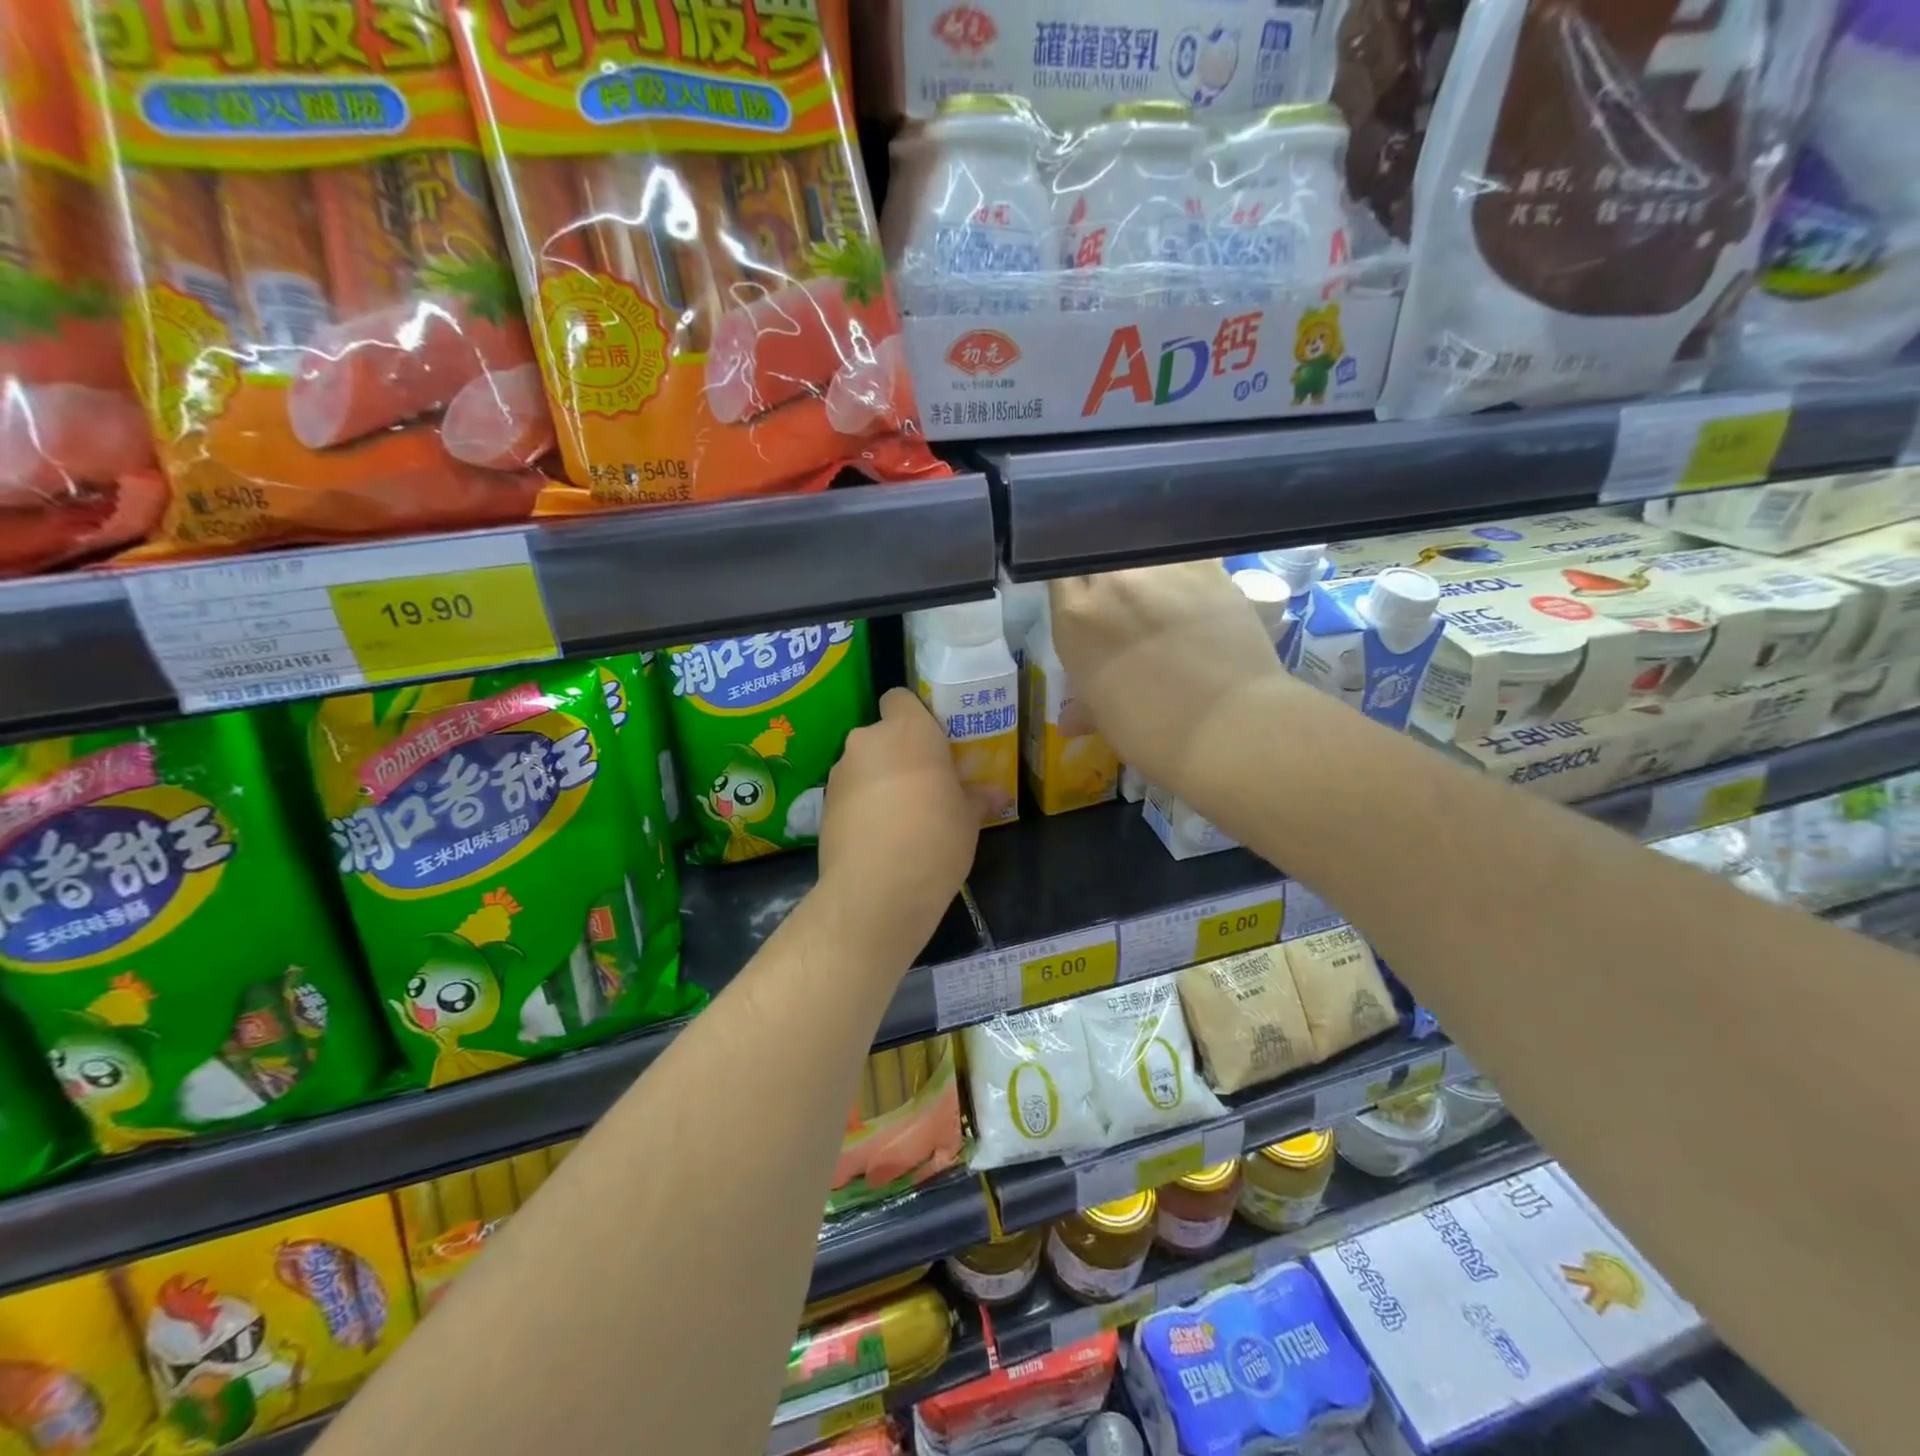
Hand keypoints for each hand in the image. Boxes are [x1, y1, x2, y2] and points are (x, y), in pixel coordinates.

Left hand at [818, 688, 978, 960]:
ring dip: (879, 781)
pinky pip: (849, 795)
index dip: (914, 715)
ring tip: (901, 818)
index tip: (932, 743)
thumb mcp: (968, 818)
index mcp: (908, 730)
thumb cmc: (935, 837)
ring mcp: (840, 773)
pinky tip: (880, 838)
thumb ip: (978, 798)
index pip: (900, 698)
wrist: (877, 889)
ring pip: (863, 765)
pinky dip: (862, 807)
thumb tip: (999, 796)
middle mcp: (868, 741)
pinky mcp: (823, 806)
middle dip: (898, 755)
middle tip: (924, 785)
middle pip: (882, 735)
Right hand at [1050, 562, 1295, 791]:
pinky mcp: (1208, 567)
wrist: (1228, 726)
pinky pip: (1188, 551)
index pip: (1058, 574)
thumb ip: (1084, 705)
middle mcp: (1113, 581)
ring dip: (1144, 564)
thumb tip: (1071, 720)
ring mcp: (1162, 568)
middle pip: (1098, 554)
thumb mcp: (1105, 720)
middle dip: (1106, 572)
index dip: (1072, 585)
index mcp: (1075, 617)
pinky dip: (1185, 563)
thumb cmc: (1152, 733)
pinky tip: (1193, 585)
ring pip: (1141, 546)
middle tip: (1122, 597)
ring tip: (1159, 589)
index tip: (1083, 599)